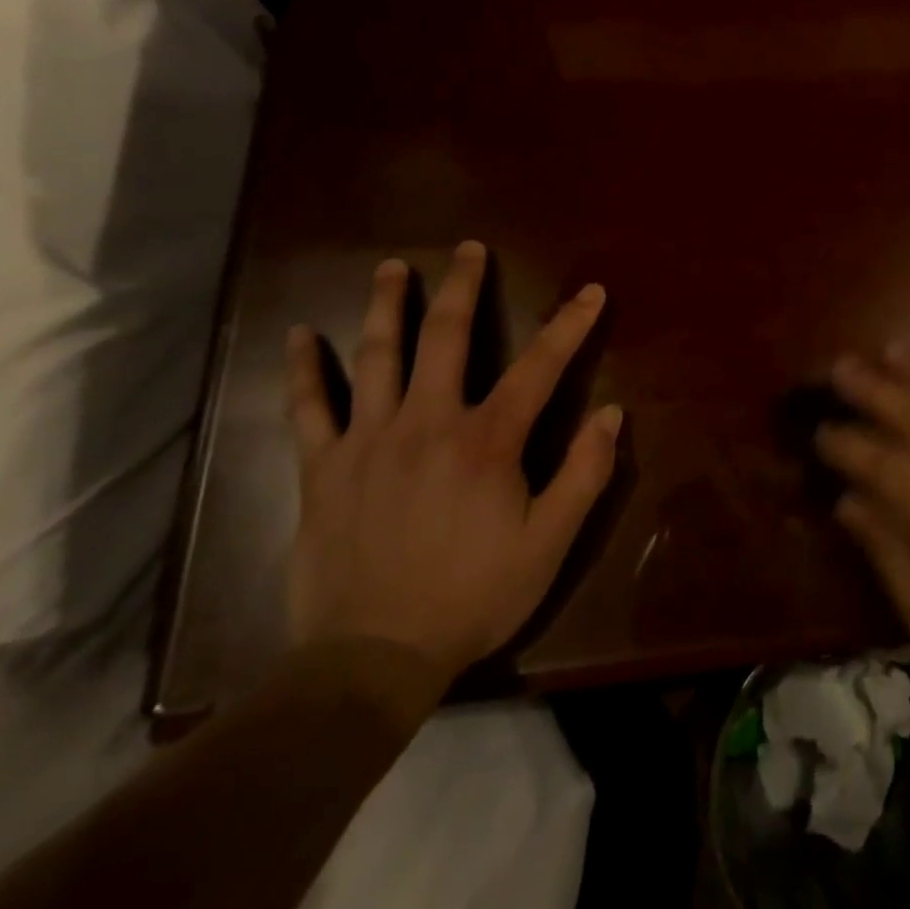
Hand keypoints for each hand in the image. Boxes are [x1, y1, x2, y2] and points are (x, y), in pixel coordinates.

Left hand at [284, 242, 621, 689]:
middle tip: (468, 248)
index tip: (590, 291)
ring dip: (386, 305)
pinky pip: (308, 408)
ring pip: (376, 356)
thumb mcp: (549, 544)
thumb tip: (611, 414)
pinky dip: (303, 369)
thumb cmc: (472, 597)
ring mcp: (368, 440)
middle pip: (447, 336)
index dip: (569, 325)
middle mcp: (427, 422)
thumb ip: (585, 474)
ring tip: (392, 267)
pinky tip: (297, 335)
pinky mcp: (323, 468)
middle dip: (463, 286)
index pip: (539, 366)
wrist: (371, 659)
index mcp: (487, 441)